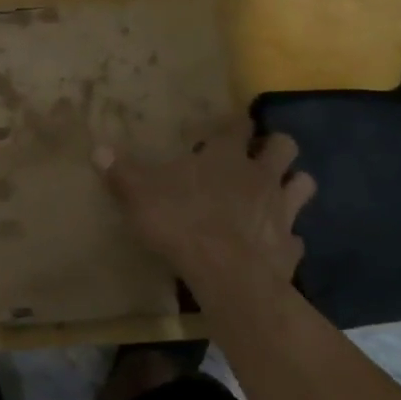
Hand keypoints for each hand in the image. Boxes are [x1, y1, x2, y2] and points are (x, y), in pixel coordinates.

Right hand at [94, 126, 315, 307]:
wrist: (228, 276)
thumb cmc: (182, 223)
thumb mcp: (139, 195)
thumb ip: (121, 172)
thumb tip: (97, 148)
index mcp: (226, 157)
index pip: (239, 125)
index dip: (235, 123)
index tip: (228, 126)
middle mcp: (260, 176)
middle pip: (284, 146)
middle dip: (275, 146)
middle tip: (257, 156)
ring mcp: (281, 211)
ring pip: (303, 184)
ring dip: (292, 185)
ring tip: (275, 193)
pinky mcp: (290, 247)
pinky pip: (297, 237)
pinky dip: (287, 238)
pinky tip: (274, 244)